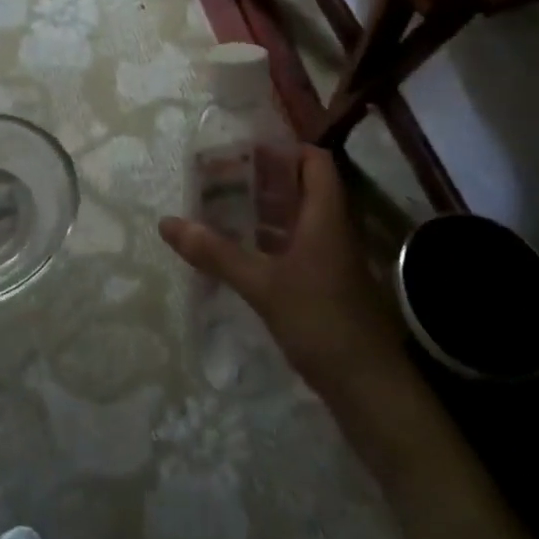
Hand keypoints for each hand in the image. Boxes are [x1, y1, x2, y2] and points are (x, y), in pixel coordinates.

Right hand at [159, 145, 410, 405]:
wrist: (371, 389)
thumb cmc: (320, 321)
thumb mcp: (262, 285)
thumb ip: (216, 253)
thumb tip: (168, 223)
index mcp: (326, 215)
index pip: (315, 160)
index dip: (285, 149)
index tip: (246, 153)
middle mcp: (333, 229)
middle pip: (303, 188)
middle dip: (265, 181)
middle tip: (223, 180)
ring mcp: (334, 260)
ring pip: (299, 221)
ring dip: (266, 213)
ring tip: (224, 212)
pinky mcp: (329, 287)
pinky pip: (299, 249)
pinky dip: (272, 243)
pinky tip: (243, 255)